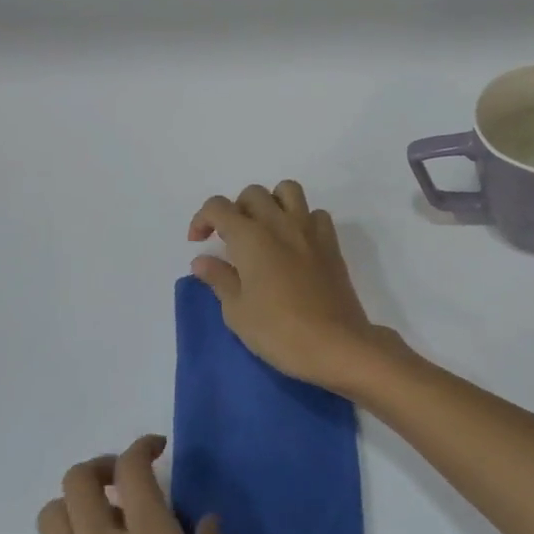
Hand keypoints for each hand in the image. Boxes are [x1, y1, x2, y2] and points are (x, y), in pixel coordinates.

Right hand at [188, 181, 393, 392]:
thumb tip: (202, 260)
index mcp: (250, 236)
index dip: (202, 219)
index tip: (198, 242)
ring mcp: (309, 229)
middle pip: (253, 193)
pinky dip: (302, 219)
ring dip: (272, 202)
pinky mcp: (331, 242)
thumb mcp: (237, 311)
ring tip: (264, 230)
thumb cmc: (277, 330)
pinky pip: (315, 214)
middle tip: (232, 240)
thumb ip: (219, 278)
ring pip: (288, 190)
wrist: (334, 342)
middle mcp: (280, 223)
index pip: (218, 206)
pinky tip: (296, 244)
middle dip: (236, 209)